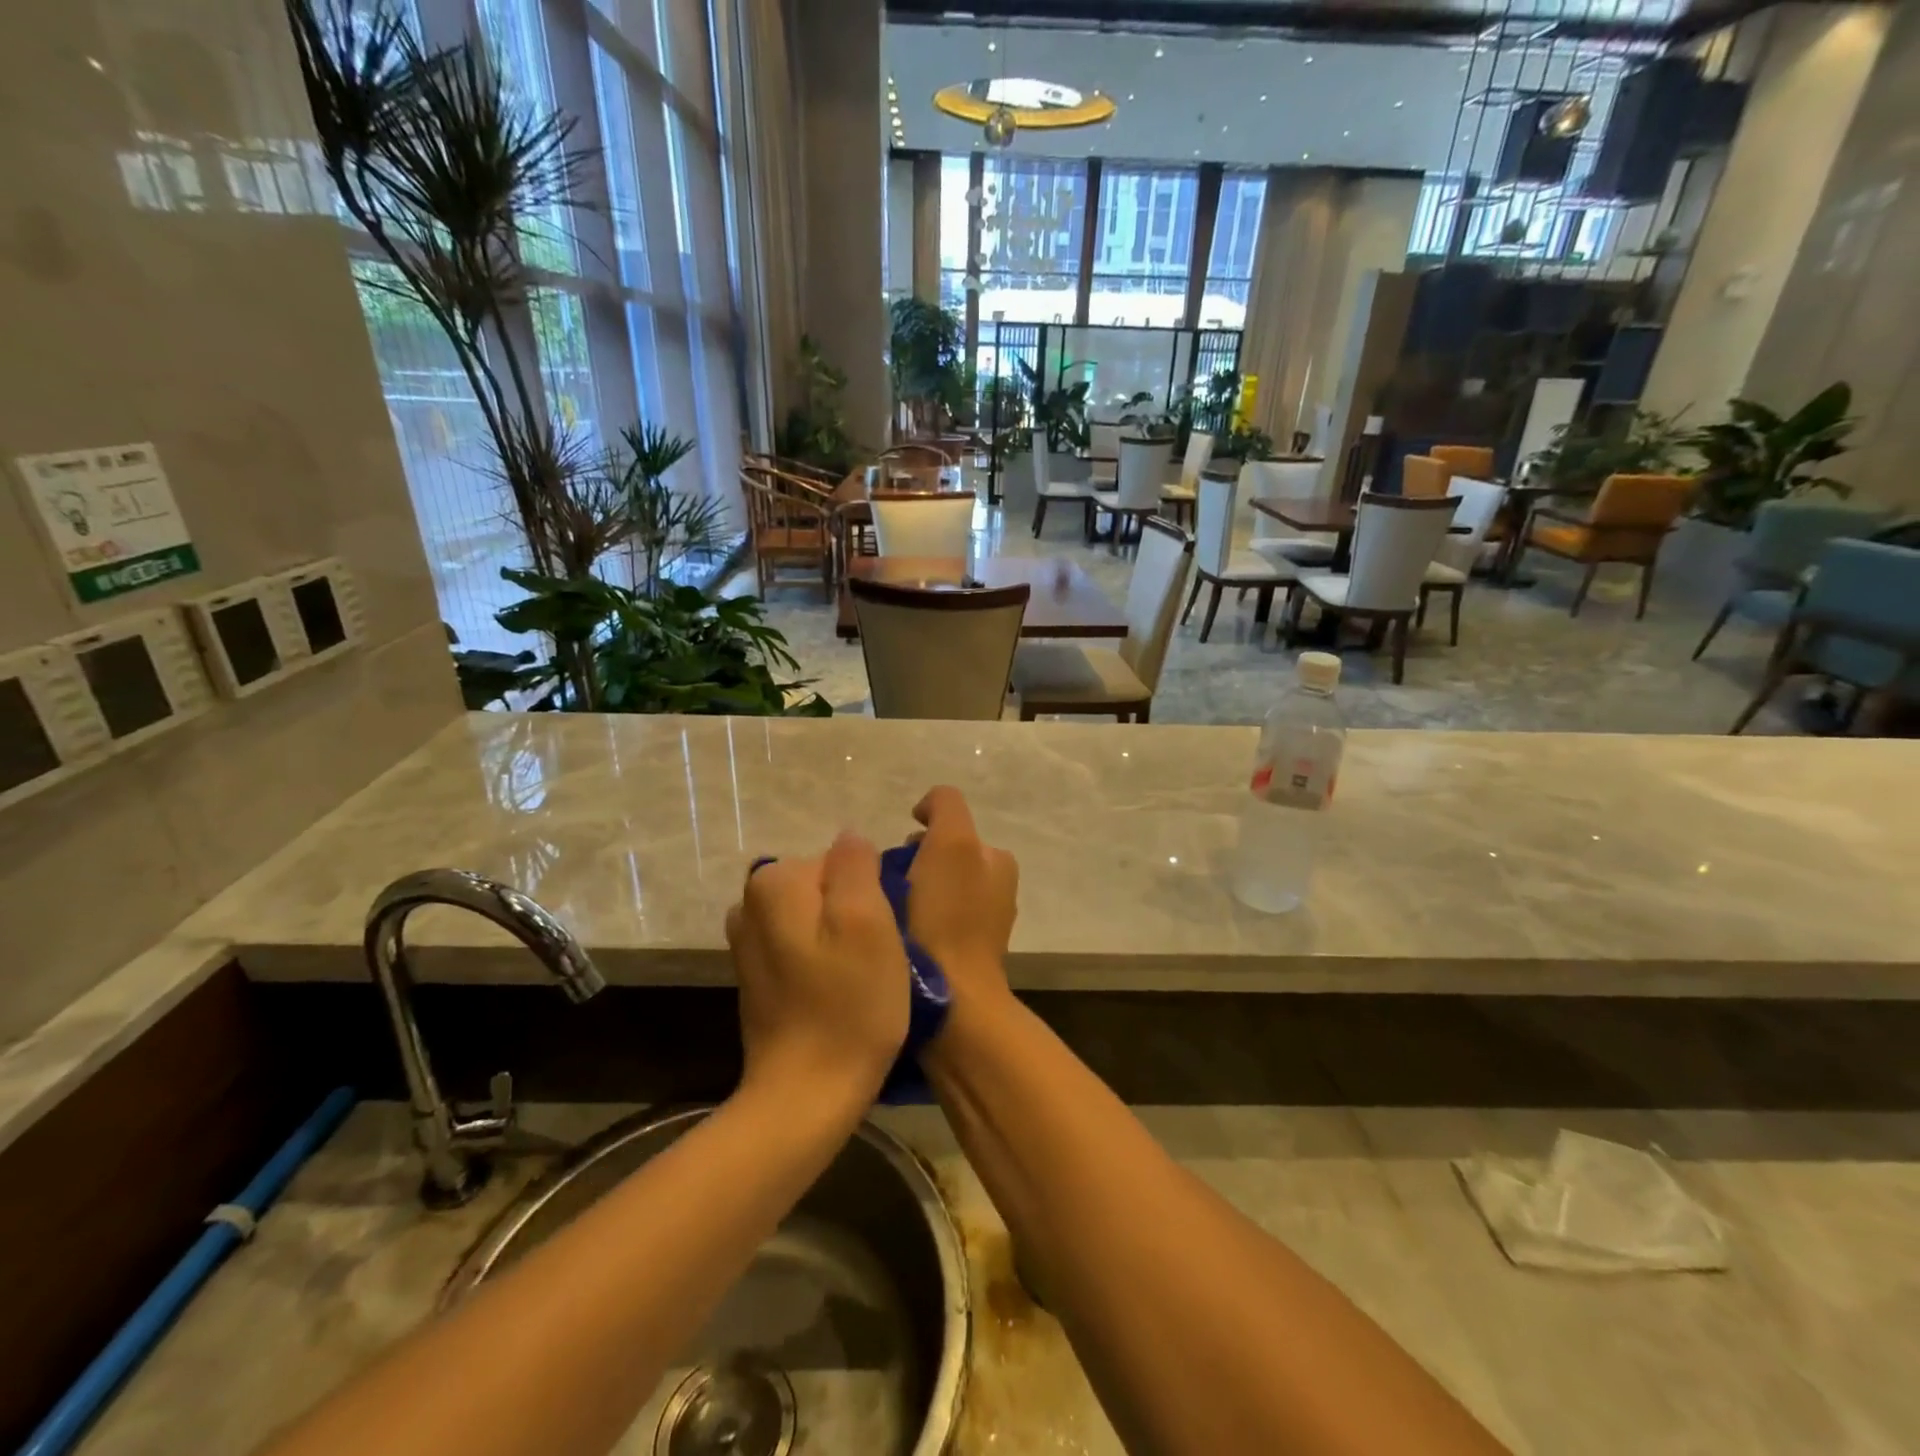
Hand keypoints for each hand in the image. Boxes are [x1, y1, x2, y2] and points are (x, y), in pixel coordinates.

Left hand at [726, 833, 909, 1102]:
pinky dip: (823, 959)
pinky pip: (802, 945)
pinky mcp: (755, 975)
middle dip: (855, 912)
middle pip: (826, 886)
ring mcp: (748, 941)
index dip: (872, 893)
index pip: (842, 860)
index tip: (885, 934)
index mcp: (776, 882)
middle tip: (878, 957)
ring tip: (862, 976)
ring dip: (842, 938)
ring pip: (816, 916)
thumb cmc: (849, 1005)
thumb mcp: (868, 921)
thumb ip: (856, 864)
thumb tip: (851, 839)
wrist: (806, 1095)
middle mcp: (751, 902)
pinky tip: (838, 992)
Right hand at [907, 787, 1018, 1001]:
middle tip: (886, 886)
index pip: (949, 826)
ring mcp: (977, 925)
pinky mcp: (957, 957)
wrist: (951, 1002)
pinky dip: (910, 922)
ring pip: (929, 890)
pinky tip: (896, 936)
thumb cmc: (948, 917)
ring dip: (906, 893)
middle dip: (910, 864)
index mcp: (998, 860)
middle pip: (937, 858)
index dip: (919, 834)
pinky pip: (927, 923)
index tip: (896, 857)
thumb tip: (926, 811)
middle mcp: (994, 888)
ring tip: (886, 912)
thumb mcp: (952, 843)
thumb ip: (945, 807)